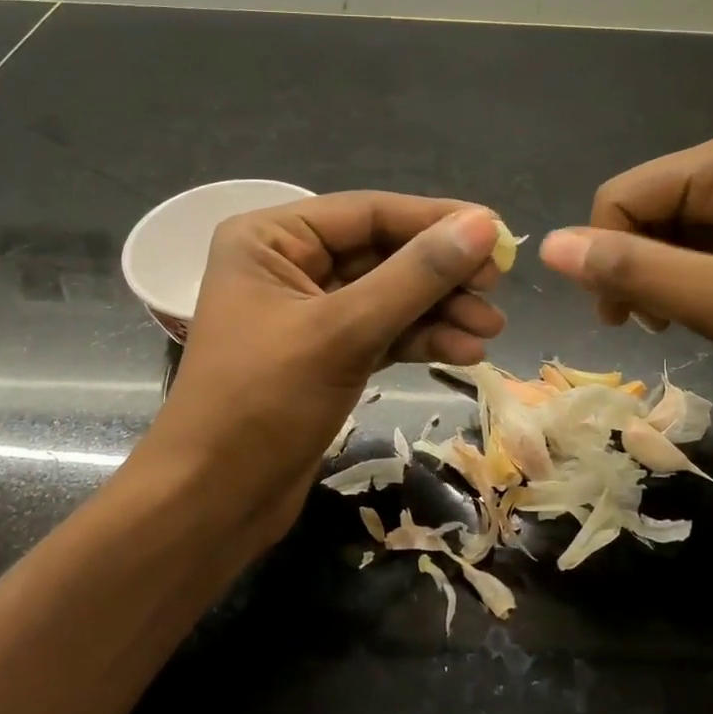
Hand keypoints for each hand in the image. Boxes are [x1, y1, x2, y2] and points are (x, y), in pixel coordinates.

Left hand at [147, 193, 505, 529]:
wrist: (213, 501)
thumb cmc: (263, 402)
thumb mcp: (343, 331)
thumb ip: (415, 276)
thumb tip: (483, 225)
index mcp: (271, 238)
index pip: (369, 213)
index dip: (436, 220)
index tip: (499, 233)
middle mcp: (288, 264)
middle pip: (383, 252)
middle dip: (441, 273)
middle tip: (496, 289)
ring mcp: (307, 312)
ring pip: (388, 295)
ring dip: (439, 310)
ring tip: (490, 330)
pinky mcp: (324, 354)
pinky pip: (382, 331)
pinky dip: (420, 338)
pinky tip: (464, 351)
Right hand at [538, 129, 712, 409]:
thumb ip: (634, 271)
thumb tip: (549, 247)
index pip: (622, 195)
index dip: (606, 255)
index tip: (622, 319)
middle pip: (637, 208)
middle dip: (633, 267)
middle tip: (654, 323)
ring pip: (655, 227)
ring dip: (653, 276)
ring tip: (680, 318)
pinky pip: (683, 239)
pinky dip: (676, 277)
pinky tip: (696, 305)